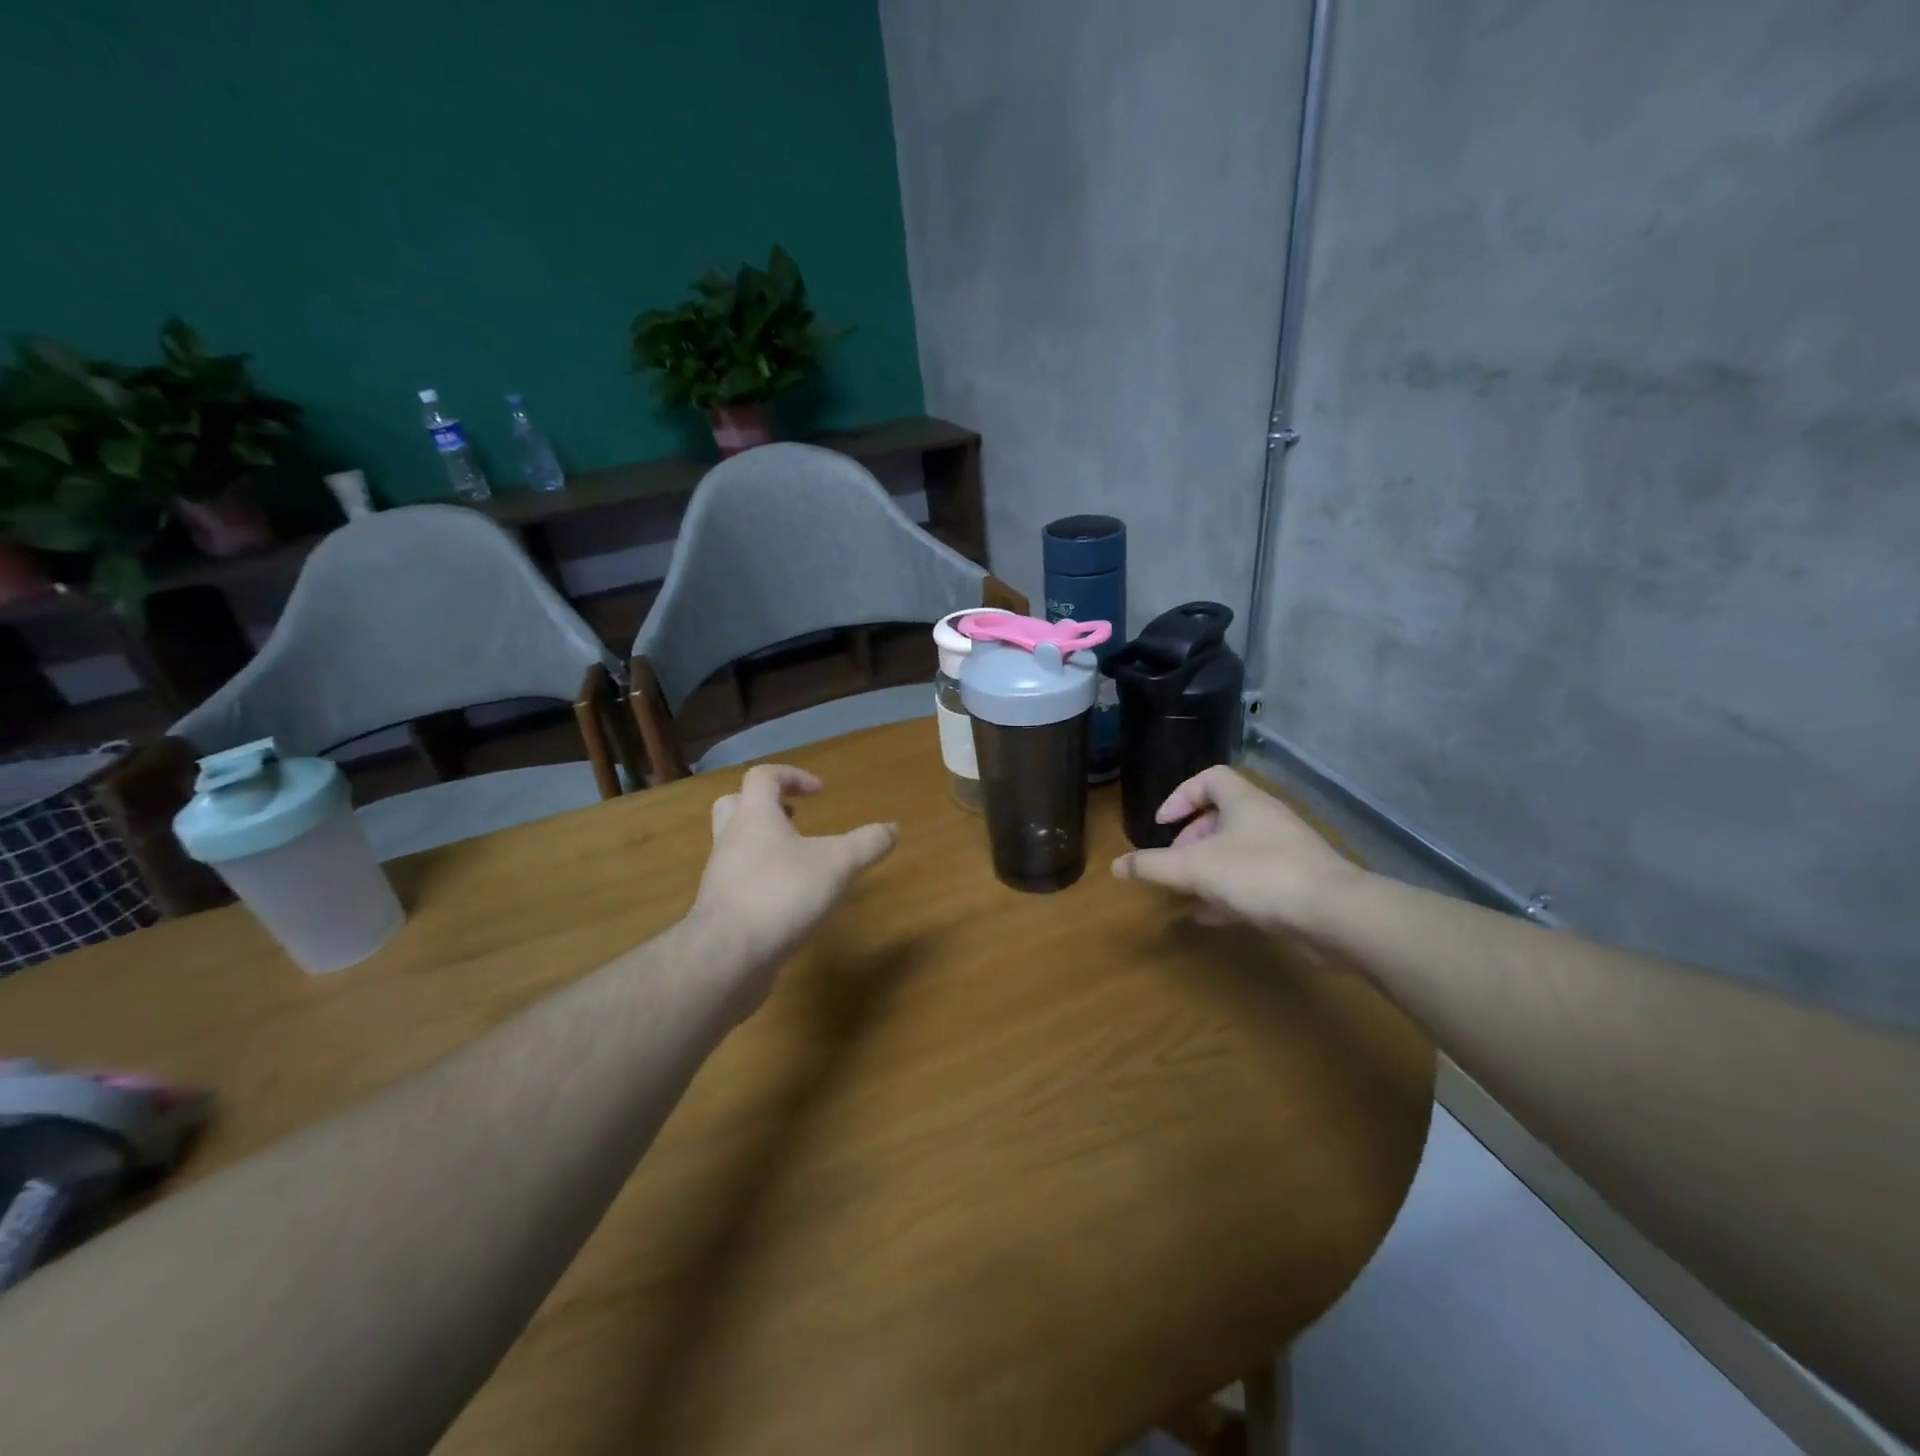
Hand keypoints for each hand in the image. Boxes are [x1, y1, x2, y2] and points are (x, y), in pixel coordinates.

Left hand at [689, 764, 898, 1014]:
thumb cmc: (781, 894)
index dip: (792, 776)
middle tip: (794, 816)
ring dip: (764, 845)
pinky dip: (763, 881)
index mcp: (754, 817)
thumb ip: (867, 844)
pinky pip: (739, 883)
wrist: (728, 957)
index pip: (763, 777)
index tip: (820, 791)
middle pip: (734, 806)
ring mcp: (721, 877)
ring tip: (799, 861)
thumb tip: (894, 828)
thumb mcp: (837, 865)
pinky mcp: (721, 911)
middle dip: (766, 806)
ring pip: (735, 847)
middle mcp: (731, 840)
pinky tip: (789, 900)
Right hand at [1111, 765, 1363, 932]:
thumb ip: (1153, 866)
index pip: (1210, 778)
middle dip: (1191, 839)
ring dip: (1209, 868)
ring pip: (1238, 851)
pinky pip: (1255, 881)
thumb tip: (1116, 866)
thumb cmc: (1259, 875)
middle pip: (1222, 816)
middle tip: (1174, 862)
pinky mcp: (1298, 884)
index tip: (1162, 823)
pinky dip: (1229, 893)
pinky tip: (1210, 916)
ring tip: (1186, 891)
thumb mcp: (1194, 868)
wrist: (1335, 914)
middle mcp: (1266, 820)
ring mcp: (1286, 852)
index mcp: (1244, 802)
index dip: (1181, 796)